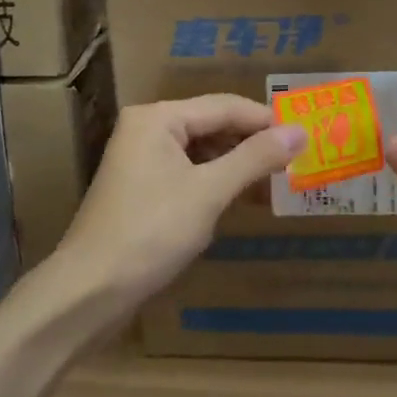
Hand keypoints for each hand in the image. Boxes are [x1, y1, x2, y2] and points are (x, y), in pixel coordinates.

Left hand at [48, 96, 306, 319]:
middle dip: (252, 143)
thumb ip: (254, 158)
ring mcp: (141, 160)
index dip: (266, 120)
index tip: (306, 135)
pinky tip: (243, 198)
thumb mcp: (208, 192)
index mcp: (158, 118)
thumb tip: (300, 132)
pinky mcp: (142, 189)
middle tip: (297, 159)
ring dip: (237, 165)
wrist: (90, 290)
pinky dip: (216, 182)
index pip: (224, 106)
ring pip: (201, 151)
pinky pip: (188, 173)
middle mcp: (147, 129)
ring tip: (277, 181)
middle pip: (211, 125)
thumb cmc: (151, 232)